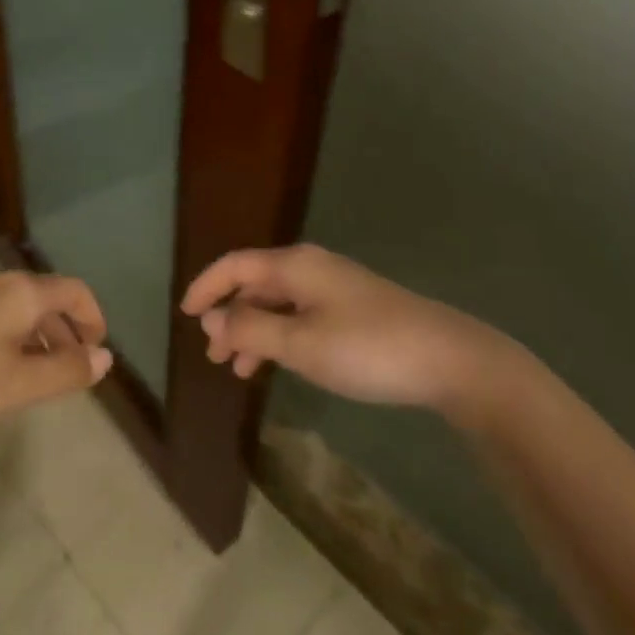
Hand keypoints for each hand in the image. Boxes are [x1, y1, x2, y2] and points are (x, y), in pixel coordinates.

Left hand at [0, 268, 113, 436]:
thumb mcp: (14, 385)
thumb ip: (63, 372)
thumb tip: (105, 358)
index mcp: (20, 292)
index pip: (74, 291)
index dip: (93, 319)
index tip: (98, 355)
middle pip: (46, 298)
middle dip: (66, 333)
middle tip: (71, 374)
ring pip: (17, 310)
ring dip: (37, 339)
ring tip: (36, 380)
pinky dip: (10, 340)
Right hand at [181, 244, 515, 419]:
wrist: (449, 360)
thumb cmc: (367, 348)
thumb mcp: (301, 344)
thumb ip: (252, 329)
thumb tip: (211, 318)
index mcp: (294, 266)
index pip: (235, 265)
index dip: (206, 286)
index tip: (185, 314)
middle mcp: (310, 268)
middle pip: (255, 284)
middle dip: (229, 315)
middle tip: (213, 354)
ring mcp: (334, 288)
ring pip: (278, 303)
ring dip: (254, 331)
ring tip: (239, 369)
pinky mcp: (352, 309)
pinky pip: (300, 315)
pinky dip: (280, 336)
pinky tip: (279, 363)